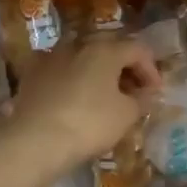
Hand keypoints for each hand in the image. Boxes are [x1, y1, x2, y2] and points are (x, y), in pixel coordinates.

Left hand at [2, 37, 161, 174]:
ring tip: (104, 95)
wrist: (36, 141)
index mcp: (105, 49)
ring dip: (97, 72)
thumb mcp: (126, 115)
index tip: (155, 93)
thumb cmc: (90, 124)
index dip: (151, 70)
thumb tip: (147, 93)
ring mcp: (51, 57)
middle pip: (108, 49)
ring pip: (82, 58)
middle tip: (133, 91)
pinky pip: (60, 70)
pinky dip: (72, 79)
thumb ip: (141, 99)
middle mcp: (78, 45)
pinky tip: (74, 98)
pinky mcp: (32, 74)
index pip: (137, 50)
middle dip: (124, 68)